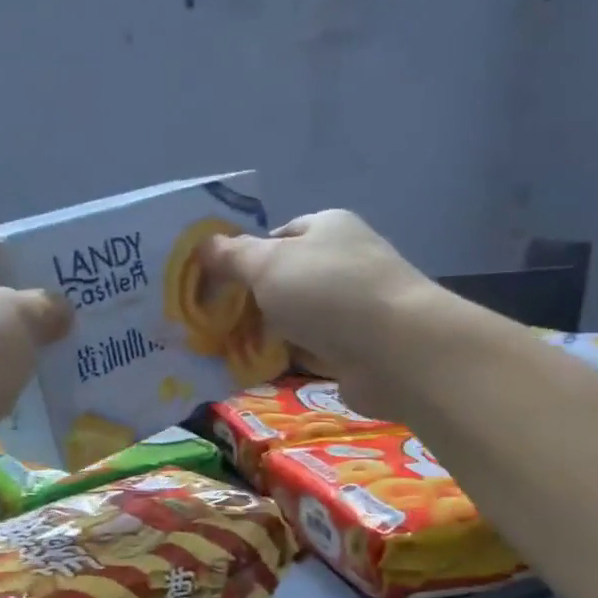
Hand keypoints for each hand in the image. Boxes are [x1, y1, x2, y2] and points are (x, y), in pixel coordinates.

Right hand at [201, 210, 437, 419]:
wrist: (395, 350)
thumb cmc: (328, 292)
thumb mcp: (268, 264)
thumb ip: (232, 256)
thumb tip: (203, 245)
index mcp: (328, 228)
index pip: (279, 236)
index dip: (245, 256)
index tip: (216, 283)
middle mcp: (343, 262)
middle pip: (285, 279)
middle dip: (251, 300)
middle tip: (213, 321)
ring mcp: (353, 307)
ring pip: (296, 318)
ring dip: (267, 333)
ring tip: (226, 349)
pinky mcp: (356, 348)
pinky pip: (310, 350)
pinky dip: (287, 358)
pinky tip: (258, 369)